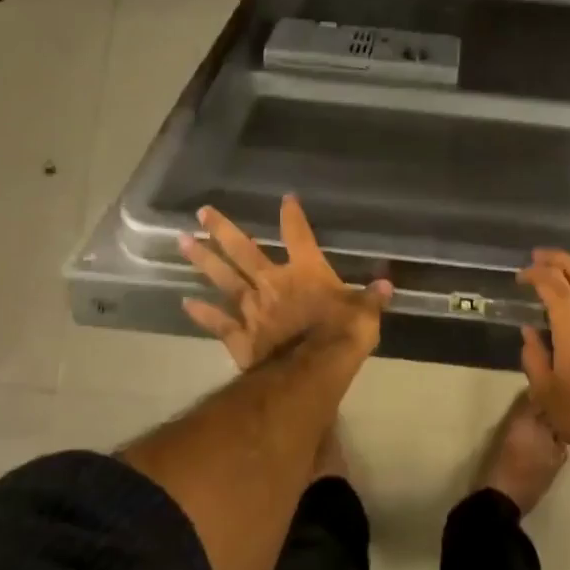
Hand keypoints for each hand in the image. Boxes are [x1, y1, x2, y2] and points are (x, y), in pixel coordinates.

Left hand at [179, 195, 391, 367]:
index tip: (285, 199)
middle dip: (223, 230)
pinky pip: (219, 322)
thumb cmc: (342, 335)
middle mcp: (273, 282)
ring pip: (223, 279)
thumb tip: (387, 285)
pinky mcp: (241, 336)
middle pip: (243, 250)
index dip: (292, 216)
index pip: (298, 235)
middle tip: (202, 212)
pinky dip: (202, 313)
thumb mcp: (365, 313)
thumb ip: (371, 298)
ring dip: (203, 260)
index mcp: (305, 271)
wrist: (313, 371)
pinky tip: (185, 303)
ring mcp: (252, 308)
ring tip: (182, 241)